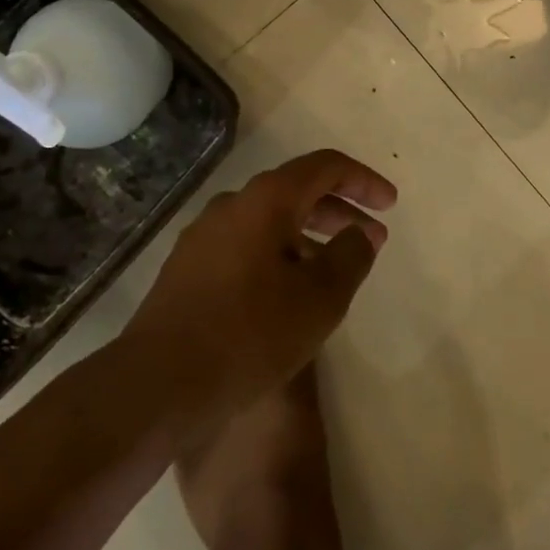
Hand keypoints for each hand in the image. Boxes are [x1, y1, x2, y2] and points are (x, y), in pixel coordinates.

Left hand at [122, 150, 397, 426]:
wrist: (159, 383)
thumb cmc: (250, 333)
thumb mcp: (320, 298)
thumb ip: (350, 256)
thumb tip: (360, 232)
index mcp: (265, 200)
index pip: (324, 167)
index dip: (363, 180)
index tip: (390, 205)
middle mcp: (231, 206)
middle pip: (295, 191)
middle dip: (339, 210)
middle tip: (371, 237)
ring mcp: (204, 236)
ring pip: (269, 221)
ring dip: (309, 234)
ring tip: (335, 267)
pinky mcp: (188, 268)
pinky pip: (246, 246)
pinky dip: (279, 254)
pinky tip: (289, 291)